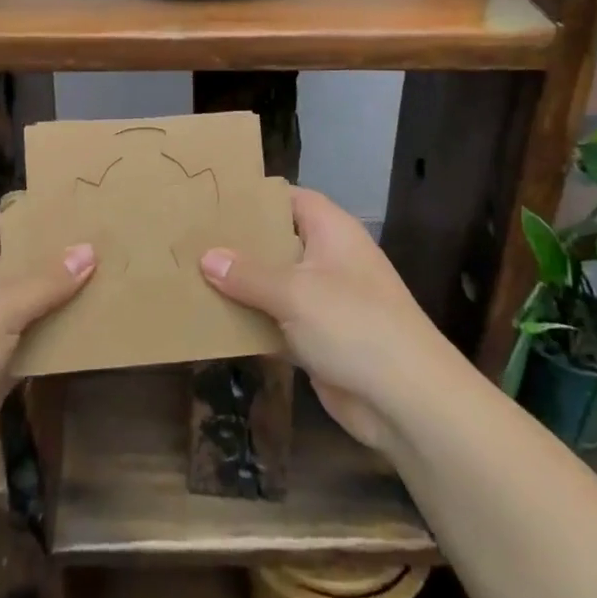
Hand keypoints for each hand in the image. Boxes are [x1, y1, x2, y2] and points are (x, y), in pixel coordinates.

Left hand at [0, 213, 92, 491]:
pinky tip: (94, 326)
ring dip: (62, 299)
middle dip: (59, 258)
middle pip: (20, 263)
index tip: (82, 211)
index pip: (2, 223)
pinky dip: (56, 335)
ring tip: (113, 280)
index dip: (37, 217)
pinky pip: (30, 339)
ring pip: (29, 304)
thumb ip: (47, 280)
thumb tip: (90, 250)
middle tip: (110, 245)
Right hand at [200, 186, 460, 456]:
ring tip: (189, 275)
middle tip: (189, 239)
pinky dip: (251, 322)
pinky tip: (212, 321)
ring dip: (240, 286)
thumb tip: (206, 257)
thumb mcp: (295, 292)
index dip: (254, 197)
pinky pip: (277, 321)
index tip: (211, 199)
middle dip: (238, 243)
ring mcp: (325, 301)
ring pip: (274, 284)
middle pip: (278, 241)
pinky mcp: (318, 338)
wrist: (406, 401)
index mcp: (332, 231)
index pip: (289, 198)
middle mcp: (328, 259)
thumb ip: (247, 274)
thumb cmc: (353, 325)